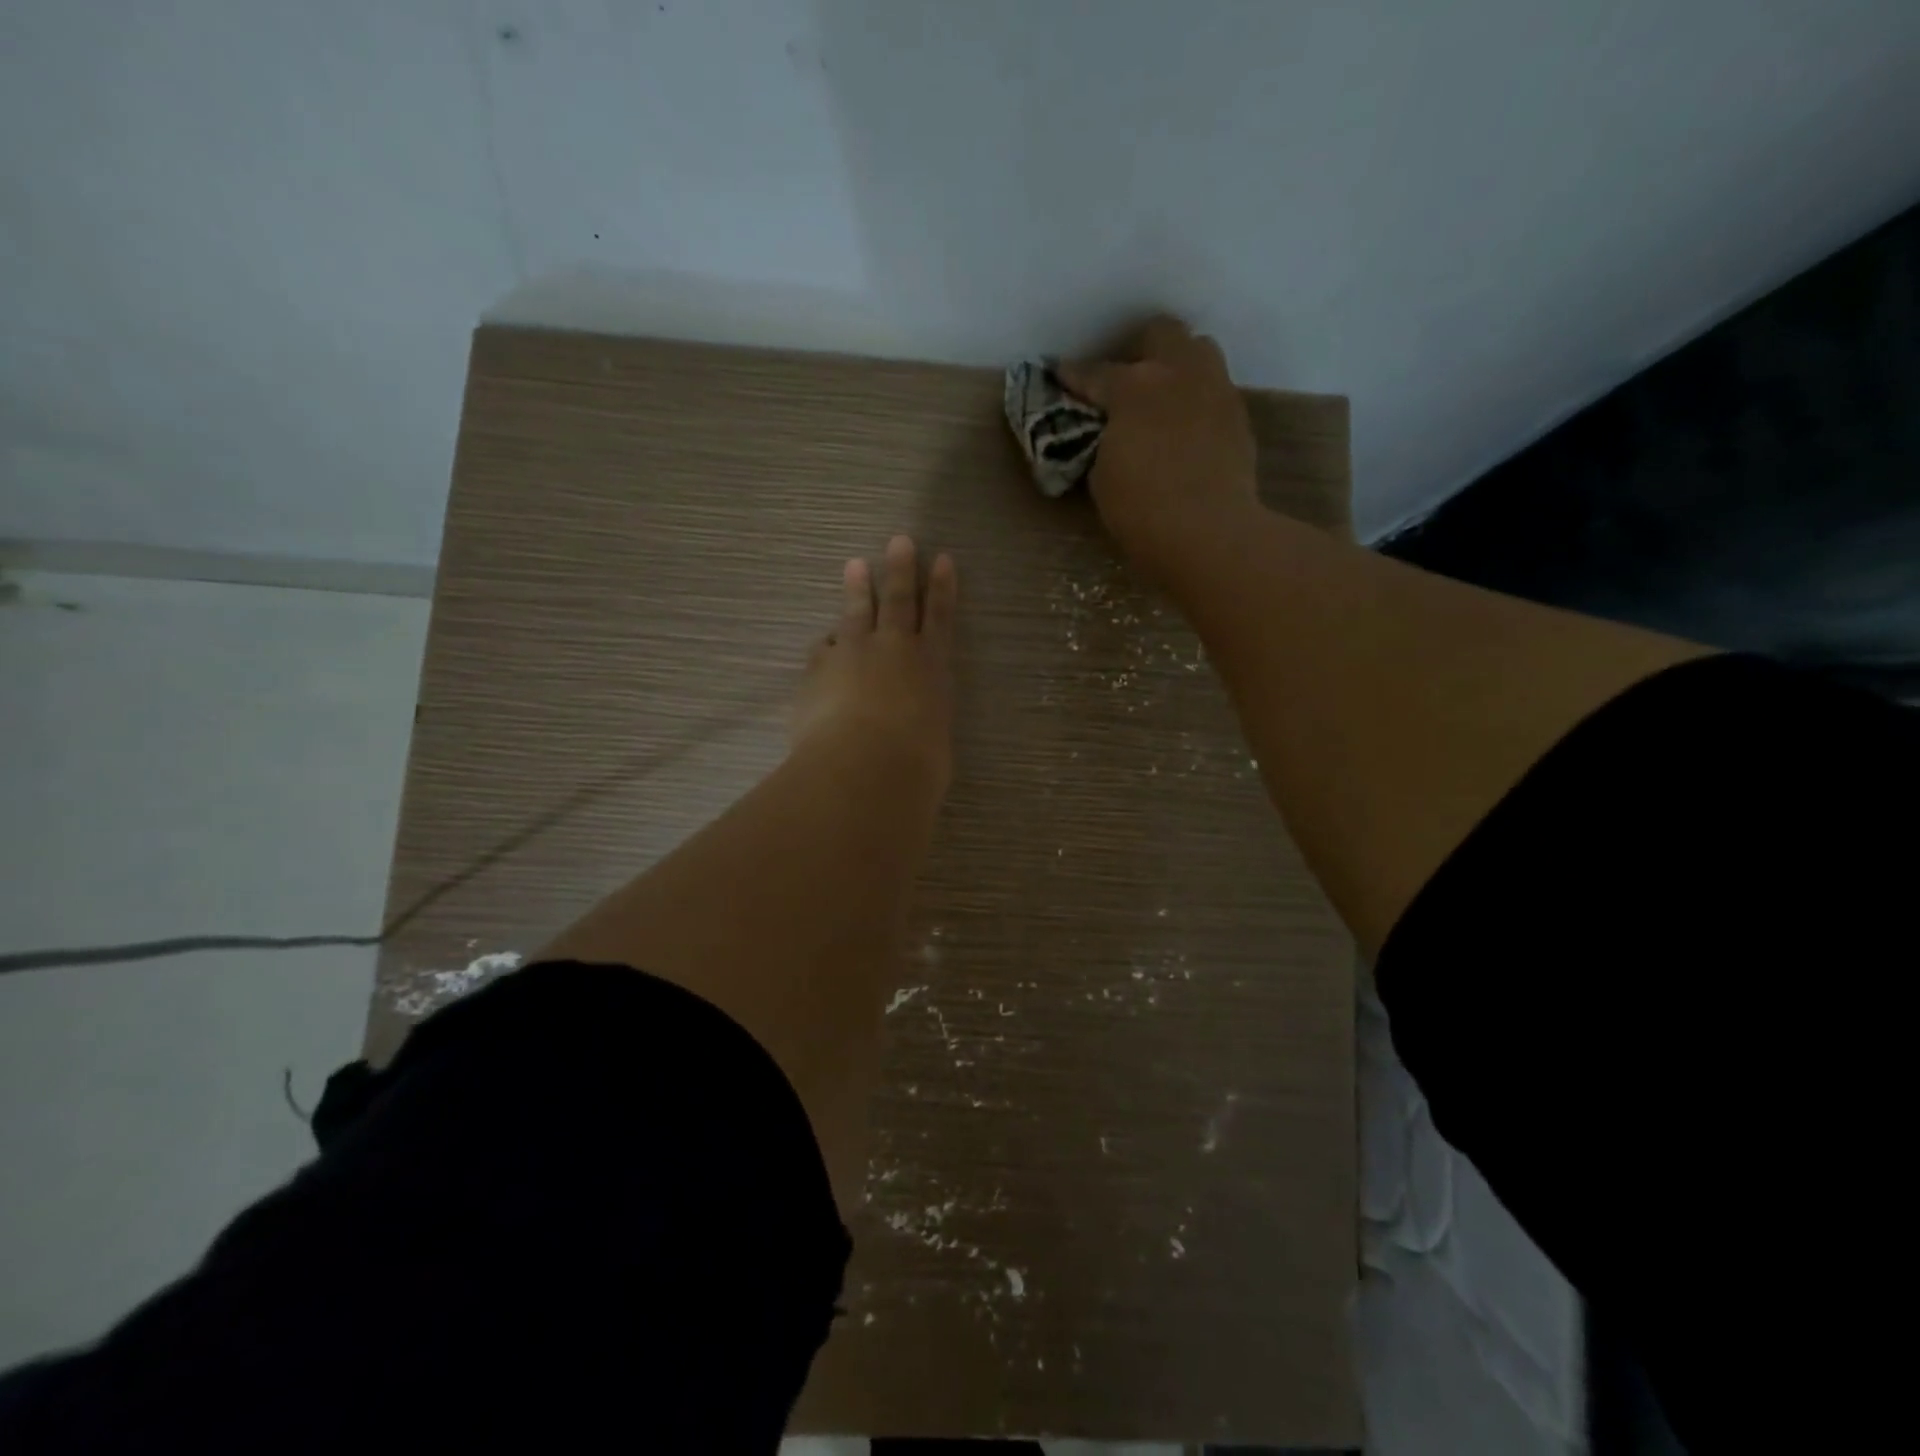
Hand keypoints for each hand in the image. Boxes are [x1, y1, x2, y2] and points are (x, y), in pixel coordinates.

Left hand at [792, 535, 957, 794]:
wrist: (863, 767)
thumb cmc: (916, 765)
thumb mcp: (934, 745)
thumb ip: (924, 724)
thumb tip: (914, 726)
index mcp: (932, 667)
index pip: (940, 618)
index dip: (942, 588)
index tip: (943, 559)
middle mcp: (894, 650)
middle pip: (898, 600)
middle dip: (901, 569)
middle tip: (900, 541)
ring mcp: (852, 655)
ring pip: (856, 614)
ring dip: (857, 589)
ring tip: (855, 565)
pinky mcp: (818, 671)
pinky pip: (824, 650)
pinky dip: (828, 644)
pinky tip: (826, 643)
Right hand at [1057, 316, 1259, 581]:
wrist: (1207, 532)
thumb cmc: (1141, 510)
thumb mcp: (1103, 475)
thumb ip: (1105, 441)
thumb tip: (1111, 435)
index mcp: (1133, 386)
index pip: (1095, 372)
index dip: (1073, 376)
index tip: (1061, 376)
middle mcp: (1178, 373)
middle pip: (1160, 334)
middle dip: (1139, 351)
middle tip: (1124, 380)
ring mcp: (1215, 390)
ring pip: (1198, 351)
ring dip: (1177, 365)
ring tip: (1163, 397)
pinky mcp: (1239, 416)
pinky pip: (1215, 391)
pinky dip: (1197, 401)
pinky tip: (1186, 429)